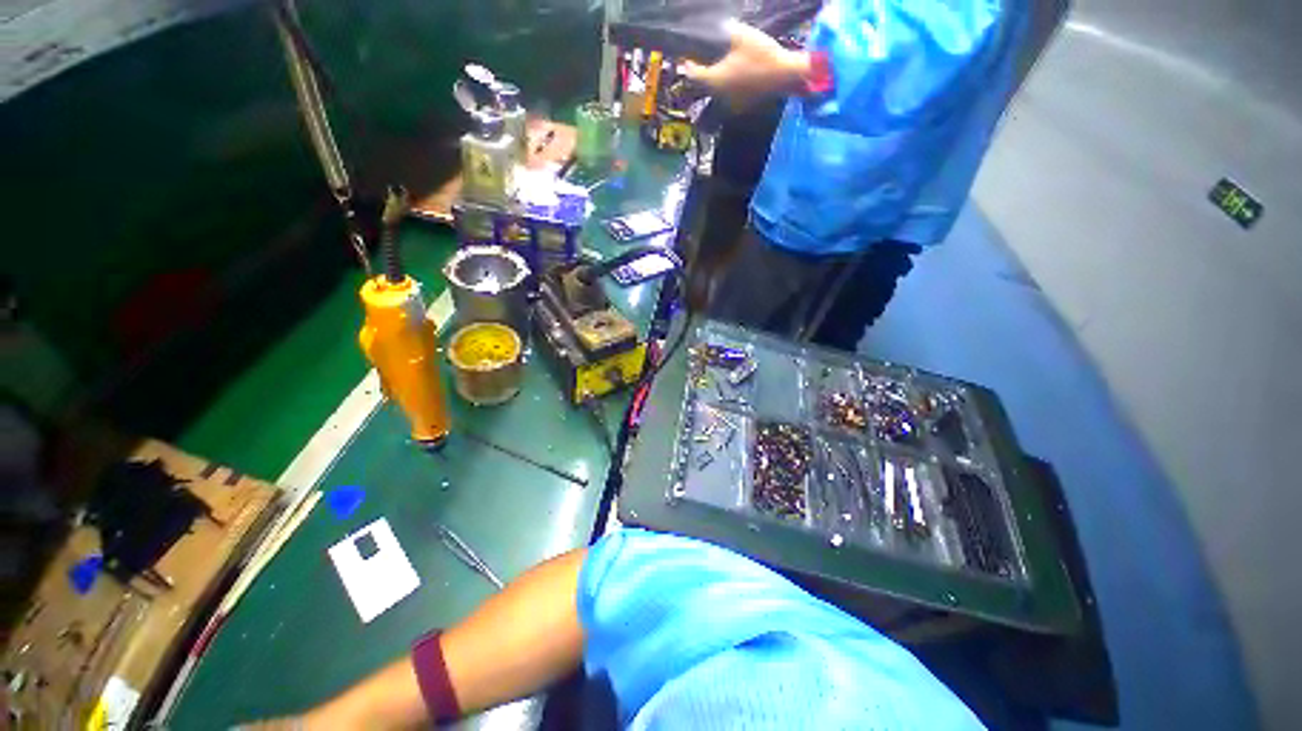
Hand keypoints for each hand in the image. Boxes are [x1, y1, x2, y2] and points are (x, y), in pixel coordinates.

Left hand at [683, 20, 810, 107]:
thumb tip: (714, 29)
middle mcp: (718, 96)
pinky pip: (727, 98)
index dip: (687, 65)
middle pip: (703, 86)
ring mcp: (730, 104)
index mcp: (714, 80)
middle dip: (700, 74)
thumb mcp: (741, 36)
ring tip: (715, 70)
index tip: (686, 58)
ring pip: (715, 93)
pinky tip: (731, 79)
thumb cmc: (761, 55)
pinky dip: (725, 89)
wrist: (784, 75)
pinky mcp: (741, 107)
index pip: (693, 75)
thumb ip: (724, 32)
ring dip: (713, 83)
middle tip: (700, 62)